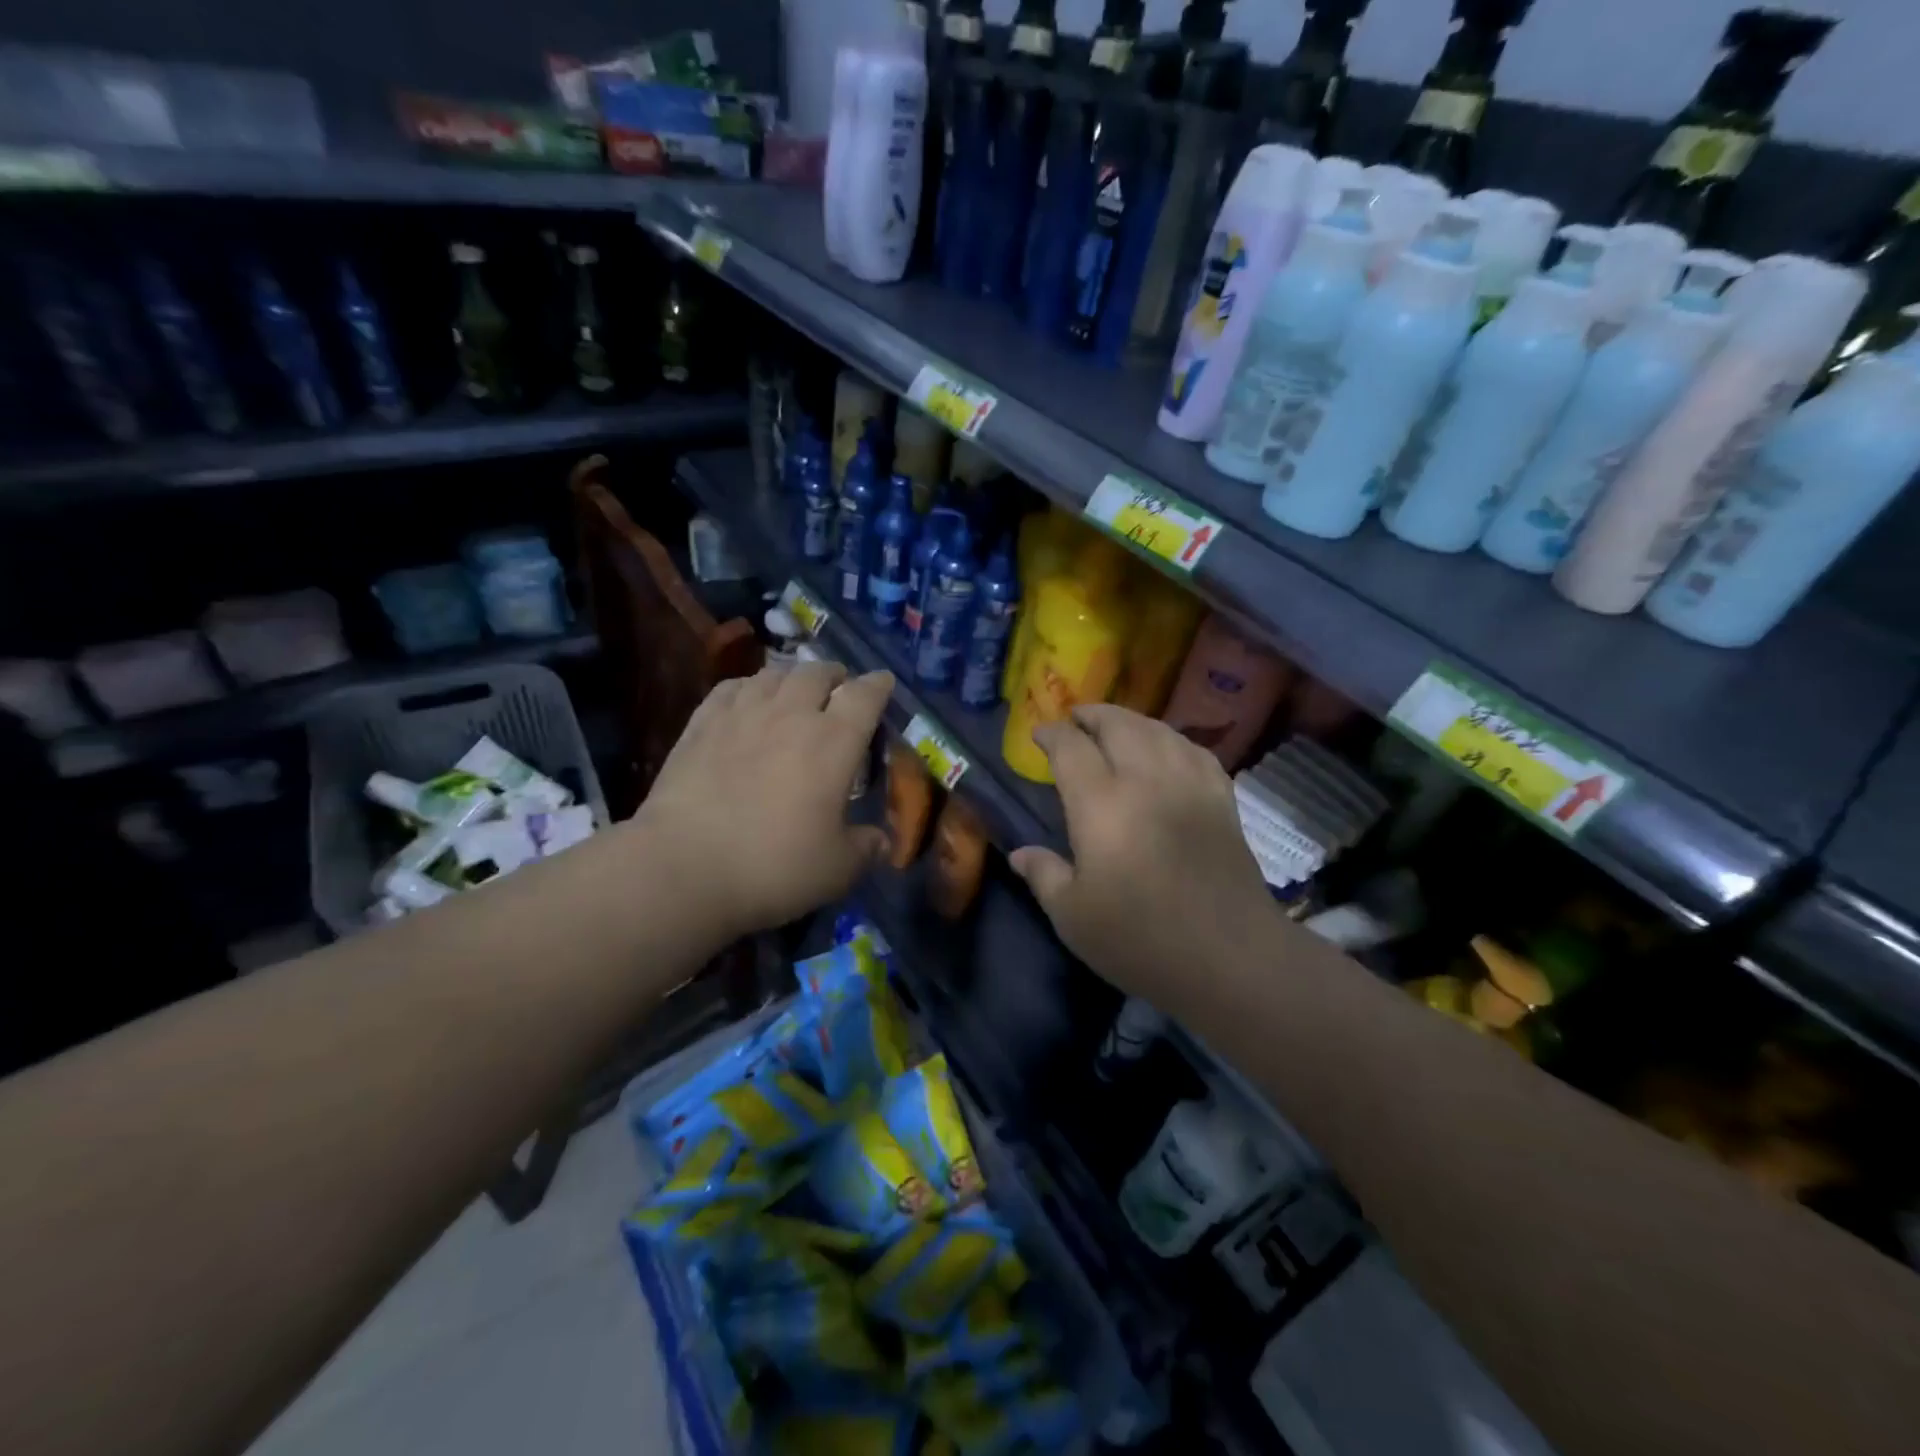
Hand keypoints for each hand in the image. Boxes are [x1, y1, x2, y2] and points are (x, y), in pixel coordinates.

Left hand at [637, 662, 891, 939]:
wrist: (684, 867)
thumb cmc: (774, 867)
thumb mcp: (837, 870)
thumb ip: (865, 848)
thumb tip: (881, 840)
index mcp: (834, 741)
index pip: (865, 695)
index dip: (879, 685)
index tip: (884, 683)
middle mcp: (792, 715)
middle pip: (818, 672)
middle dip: (835, 675)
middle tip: (838, 689)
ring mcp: (742, 714)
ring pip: (774, 674)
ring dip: (792, 678)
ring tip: (795, 691)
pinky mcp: (702, 723)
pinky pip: (732, 687)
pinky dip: (749, 687)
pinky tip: (747, 700)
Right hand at [1010, 705, 1275, 1004]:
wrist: (1229, 957)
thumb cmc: (1140, 939)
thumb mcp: (1073, 917)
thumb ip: (1044, 875)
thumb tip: (1020, 854)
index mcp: (1101, 804)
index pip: (1071, 748)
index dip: (1052, 734)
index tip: (1039, 735)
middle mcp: (1145, 779)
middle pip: (1117, 725)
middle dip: (1091, 715)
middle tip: (1075, 720)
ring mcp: (1189, 785)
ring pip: (1158, 730)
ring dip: (1130, 721)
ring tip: (1115, 726)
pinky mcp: (1221, 799)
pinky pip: (1194, 750)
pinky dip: (1171, 739)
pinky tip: (1166, 748)